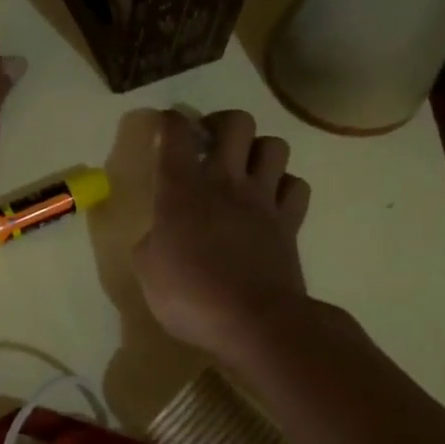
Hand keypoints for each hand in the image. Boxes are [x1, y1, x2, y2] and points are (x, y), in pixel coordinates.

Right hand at [133, 110, 312, 366]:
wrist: (256, 323)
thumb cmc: (191, 295)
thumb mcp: (147, 270)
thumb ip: (152, 241)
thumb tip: (161, 236)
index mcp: (181, 188)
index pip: (175, 132)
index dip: (170, 120)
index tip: (166, 126)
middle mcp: (224, 181)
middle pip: (236, 123)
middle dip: (221, 123)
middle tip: (209, 142)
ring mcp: (262, 200)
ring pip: (274, 146)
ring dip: (258, 151)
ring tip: (243, 169)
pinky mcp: (290, 222)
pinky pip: (296, 185)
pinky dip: (284, 187)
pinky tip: (270, 201)